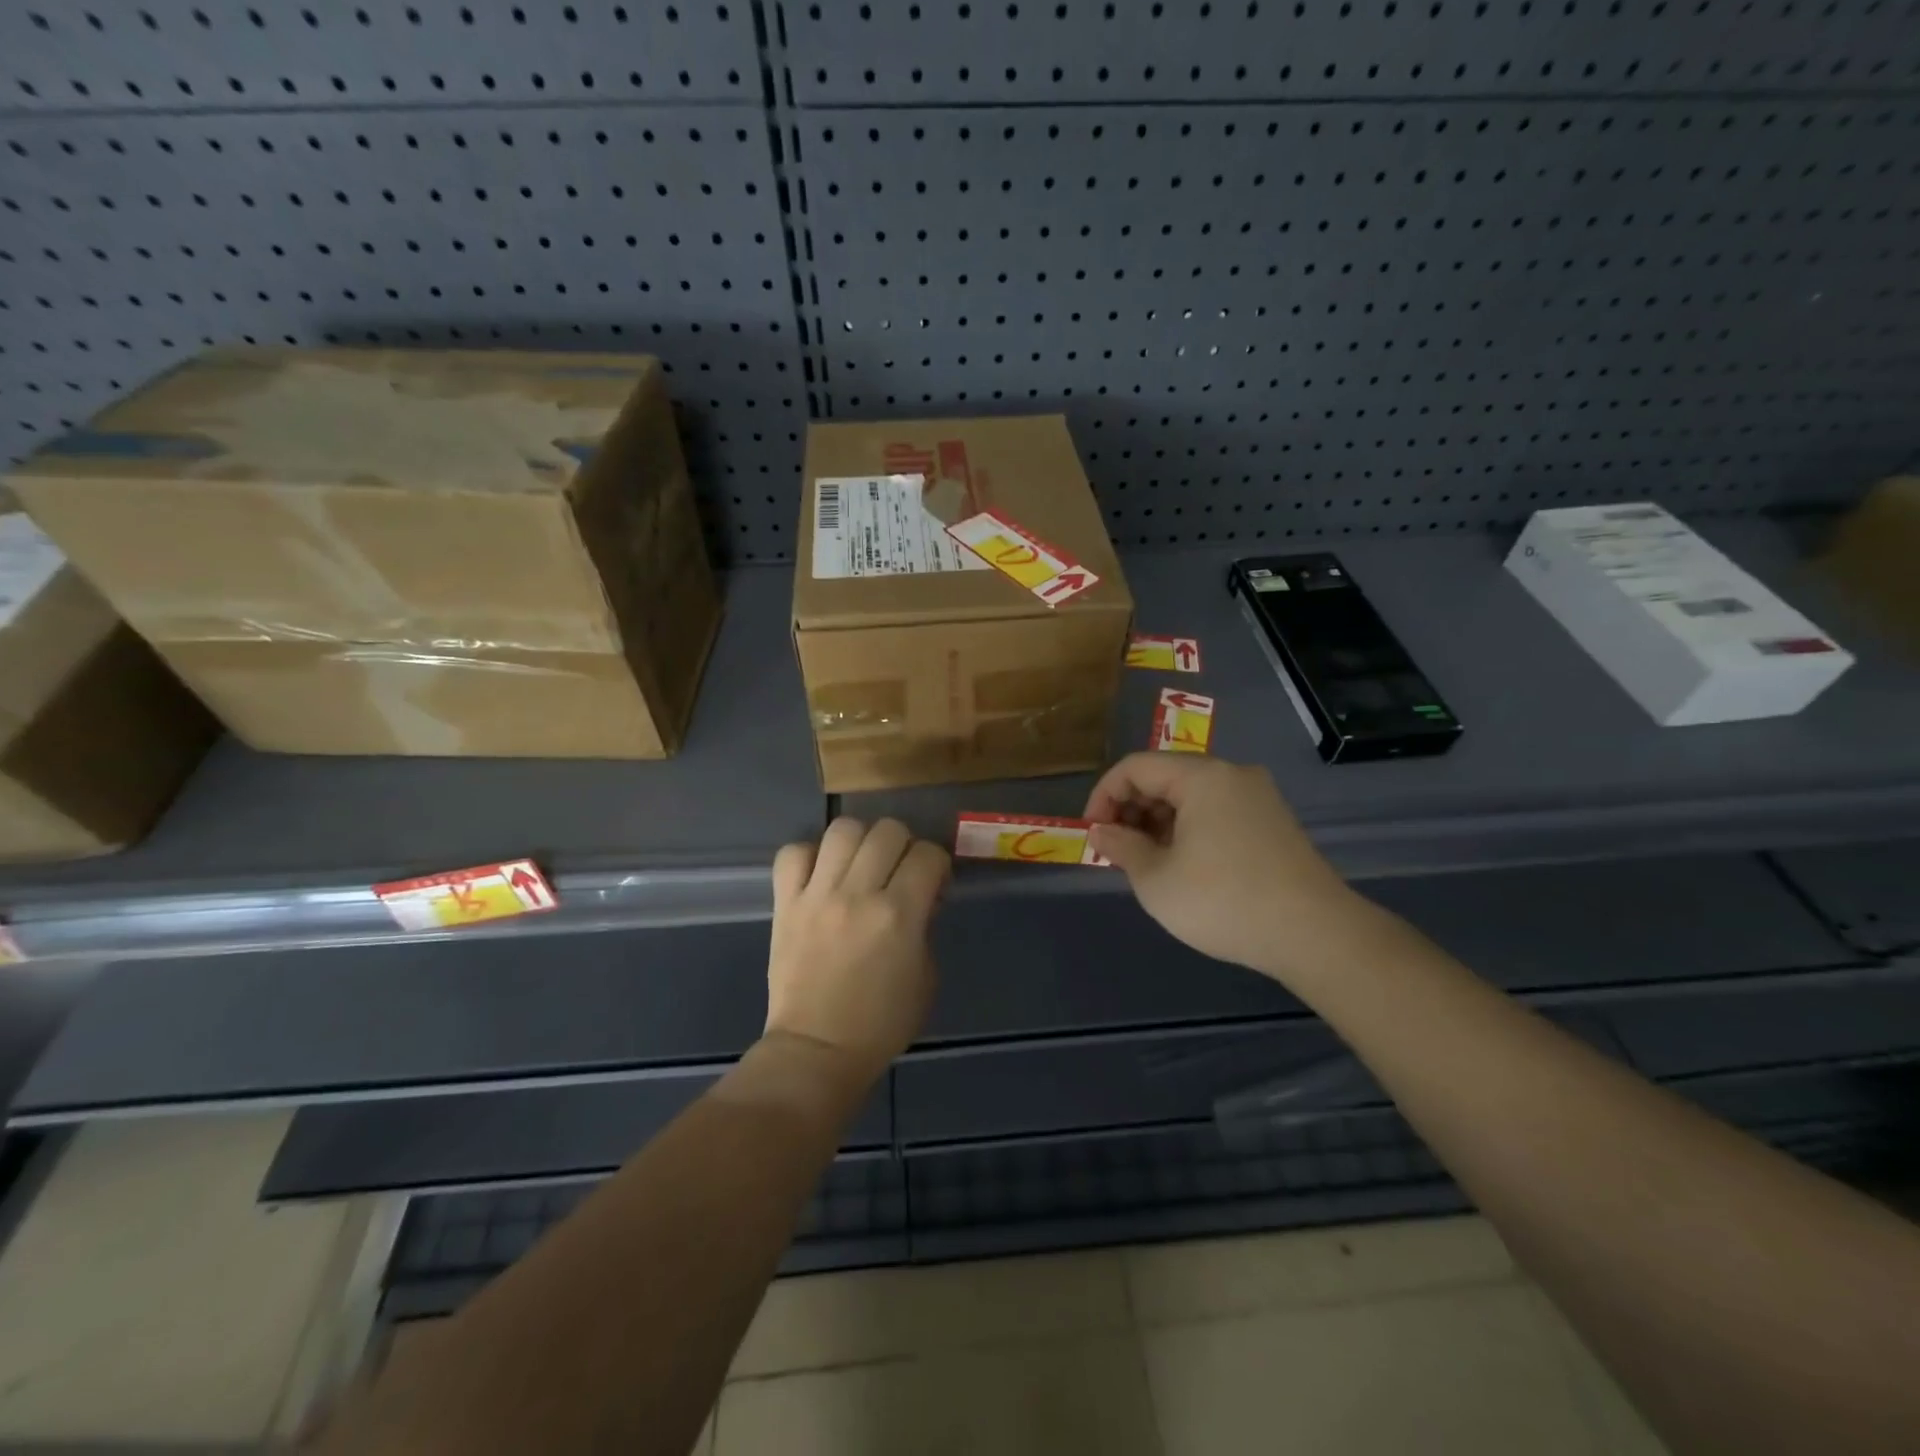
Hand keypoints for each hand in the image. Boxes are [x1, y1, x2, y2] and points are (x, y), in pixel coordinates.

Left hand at [764, 817, 948, 1085]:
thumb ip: (925, 926)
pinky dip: (810, 855)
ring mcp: (817, 895)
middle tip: (898, 870)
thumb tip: (921, 894)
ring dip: (860, 840)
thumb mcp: (926, 976)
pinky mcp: (785, 903)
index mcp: (898, 915)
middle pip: (887, 830)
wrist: (817, 1049)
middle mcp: (857, 894)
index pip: (928, 854)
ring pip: (842, 829)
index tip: (932, 883)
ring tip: (860, 864)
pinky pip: (793, 853)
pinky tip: (822, 874)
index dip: (937, 863)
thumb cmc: (881, 1022)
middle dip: (903, 845)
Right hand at [1085, 753, 1370, 987]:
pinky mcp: (1273, 823)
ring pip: (1191, 796)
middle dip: (1131, 810)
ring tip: (1147, 863)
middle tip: (1117, 852)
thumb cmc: (1223, 901)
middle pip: (1165, 777)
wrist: (1315, 935)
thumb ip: (1120, 847)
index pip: (1135, 767)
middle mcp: (1232, 775)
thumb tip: (1101, 832)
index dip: (1103, 796)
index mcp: (1202, 777)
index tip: (1093, 835)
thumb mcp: (1156, 879)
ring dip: (1158, 822)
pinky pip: (1216, 812)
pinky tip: (1183, 866)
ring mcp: (1258, 798)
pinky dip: (1189, 830)